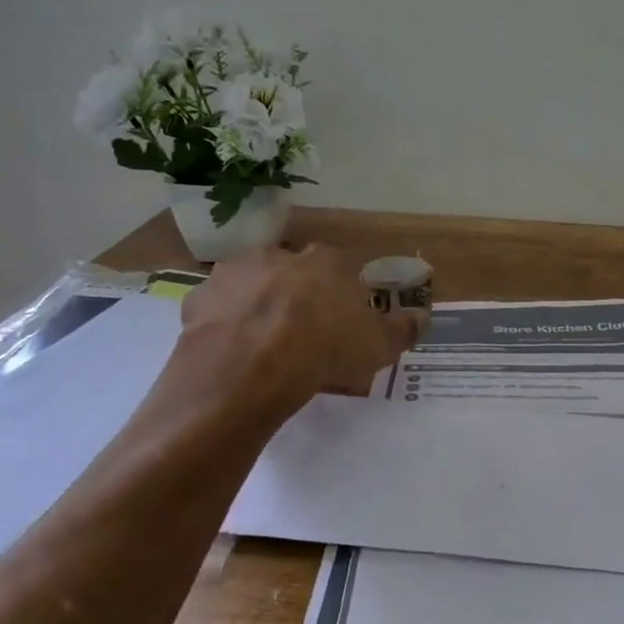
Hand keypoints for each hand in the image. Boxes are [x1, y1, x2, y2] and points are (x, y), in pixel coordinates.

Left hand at [175, 245, 422, 419]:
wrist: (250, 369)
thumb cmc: (324, 349)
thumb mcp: (379, 346)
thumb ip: (403, 328)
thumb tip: (423, 315)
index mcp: (325, 261)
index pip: (341, 268)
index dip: (343, 294)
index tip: (344, 321)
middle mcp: (278, 255)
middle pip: (294, 271)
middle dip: (298, 293)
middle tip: (304, 332)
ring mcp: (234, 273)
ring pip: (252, 284)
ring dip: (258, 303)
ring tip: (265, 342)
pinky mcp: (199, 298)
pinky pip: (218, 308)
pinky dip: (225, 323)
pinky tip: (233, 349)